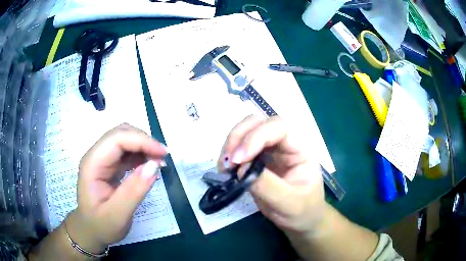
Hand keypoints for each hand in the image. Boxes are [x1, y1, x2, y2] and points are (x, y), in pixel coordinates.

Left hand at [67, 123, 167, 251]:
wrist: (91, 230)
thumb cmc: (101, 225)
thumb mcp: (118, 215)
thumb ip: (134, 191)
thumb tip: (154, 166)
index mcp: (92, 164)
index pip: (116, 139)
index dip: (141, 141)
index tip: (163, 154)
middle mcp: (96, 156)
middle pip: (120, 134)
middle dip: (144, 141)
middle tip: (163, 158)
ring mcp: (102, 159)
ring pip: (124, 140)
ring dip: (143, 146)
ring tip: (159, 162)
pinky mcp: (109, 165)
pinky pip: (126, 152)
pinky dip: (141, 154)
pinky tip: (149, 165)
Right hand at [218, 116, 325, 233]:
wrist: (300, 220)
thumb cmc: (302, 211)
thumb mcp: (288, 202)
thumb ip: (267, 185)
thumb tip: (240, 169)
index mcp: (300, 149)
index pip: (279, 128)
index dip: (256, 137)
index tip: (239, 160)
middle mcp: (284, 144)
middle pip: (259, 123)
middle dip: (240, 137)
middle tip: (229, 161)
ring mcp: (270, 150)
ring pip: (246, 131)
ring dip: (231, 144)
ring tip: (225, 167)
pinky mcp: (257, 159)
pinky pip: (240, 148)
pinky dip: (229, 155)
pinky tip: (226, 170)